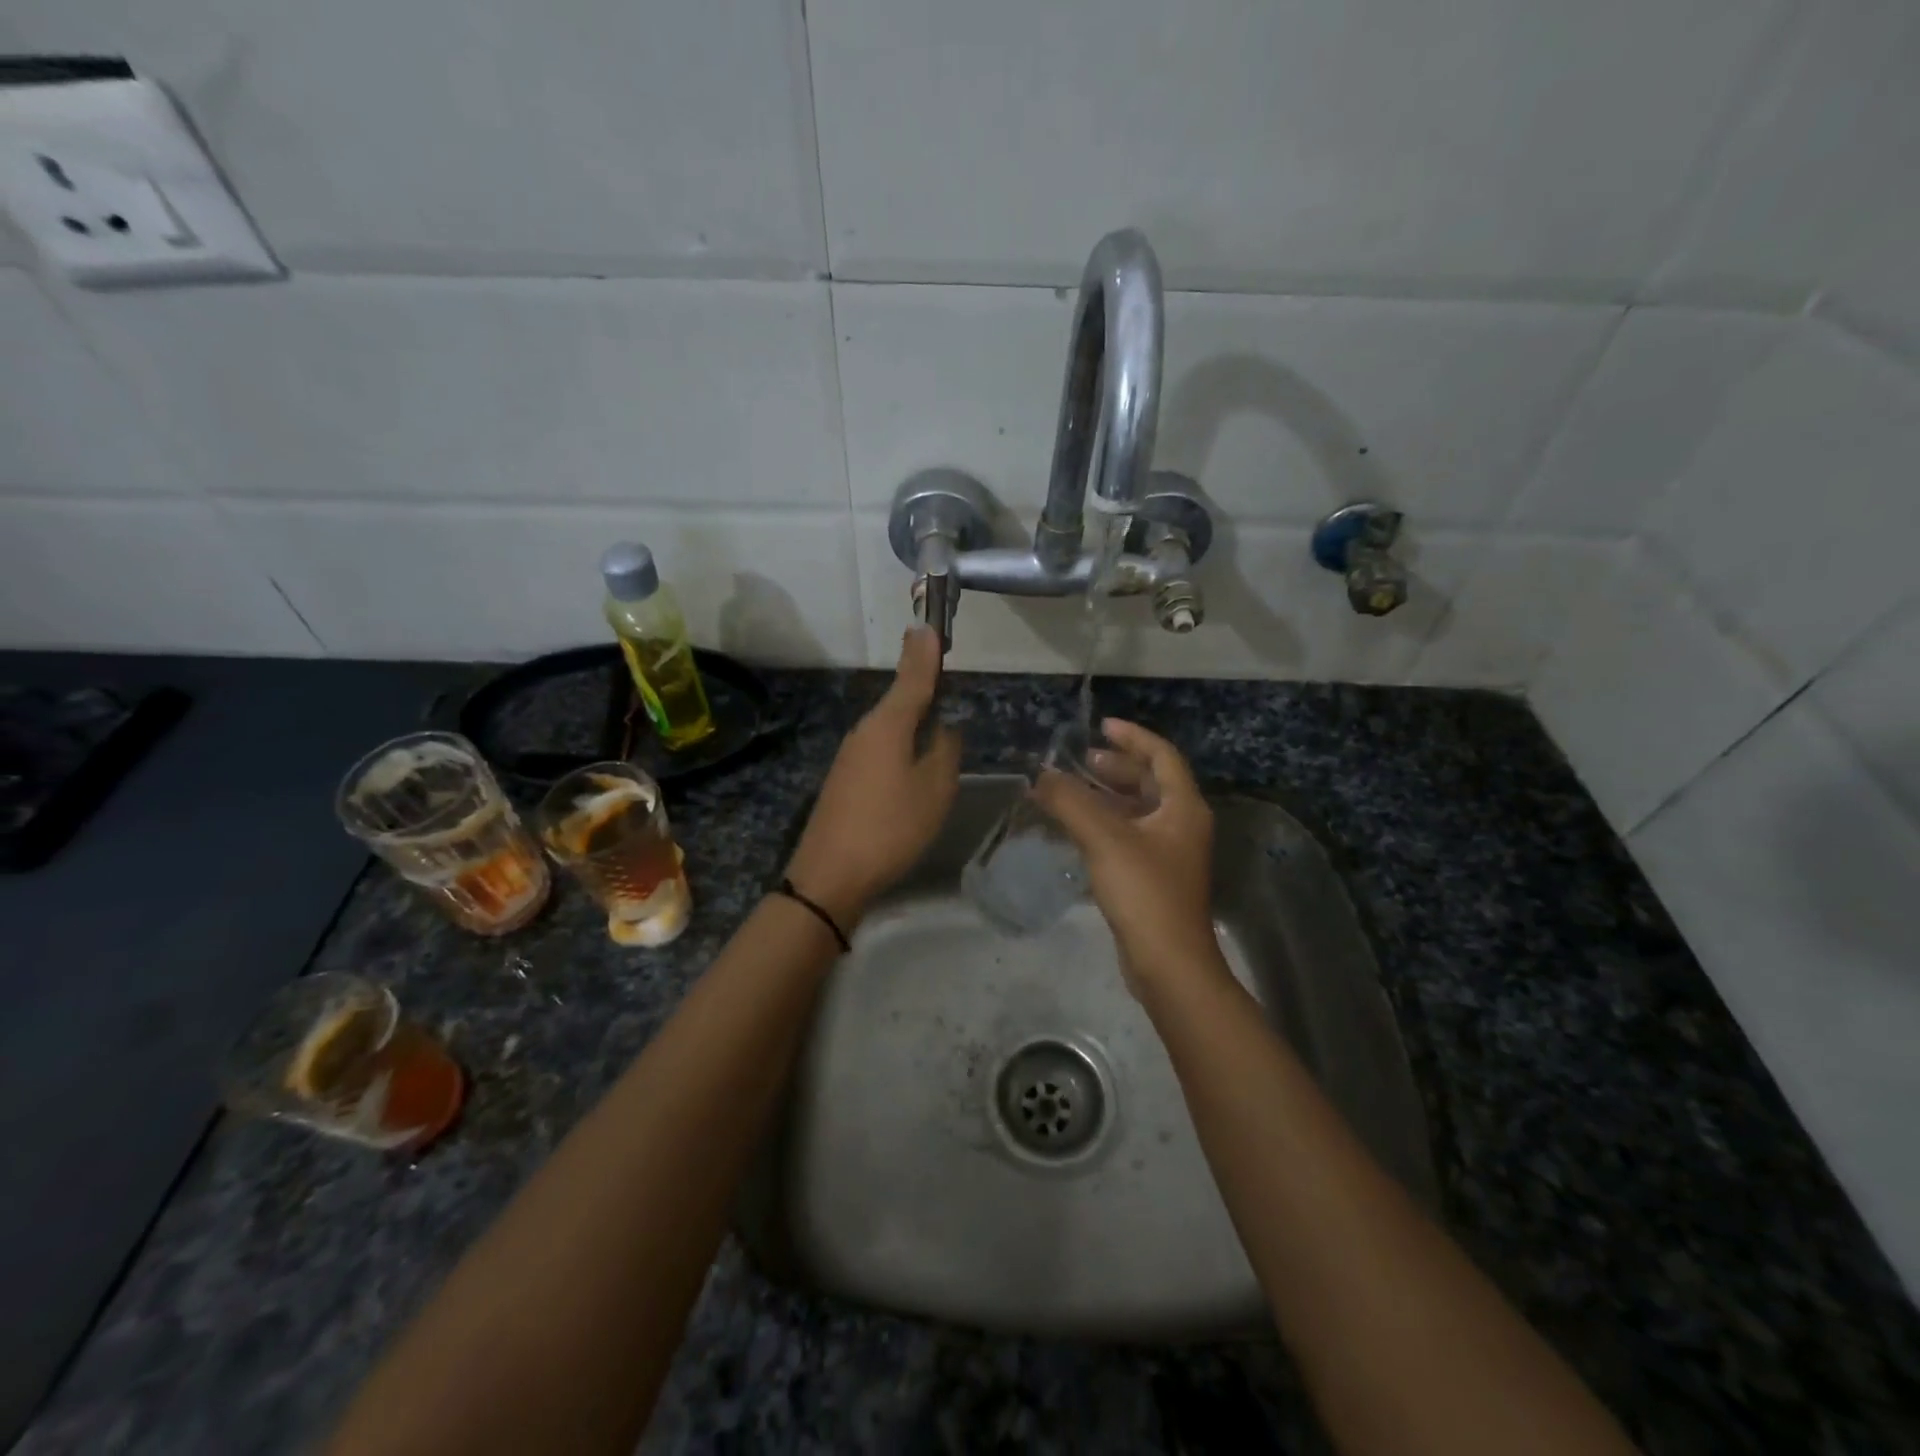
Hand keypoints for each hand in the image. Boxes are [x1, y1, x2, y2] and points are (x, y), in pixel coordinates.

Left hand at [785, 627, 959, 929]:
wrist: (830, 875)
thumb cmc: (891, 827)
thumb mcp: (935, 789)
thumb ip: (945, 749)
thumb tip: (945, 725)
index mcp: (888, 725)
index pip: (913, 677)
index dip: (925, 653)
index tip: (930, 626)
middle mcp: (865, 731)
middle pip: (900, 700)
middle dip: (923, 687)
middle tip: (945, 674)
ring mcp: (850, 756)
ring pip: (890, 727)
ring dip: (913, 720)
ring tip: (938, 723)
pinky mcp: (844, 779)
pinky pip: (880, 750)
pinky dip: (900, 746)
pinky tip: (912, 767)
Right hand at [1031, 718, 1221, 993]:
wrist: (1168, 963)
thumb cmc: (1144, 892)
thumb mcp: (1104, 839)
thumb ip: (1070, 802)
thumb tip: (1041, 775)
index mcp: (1183, 807)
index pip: (1162, 756)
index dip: (1132, 737)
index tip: (1100, 727)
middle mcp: (1182, 825)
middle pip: (1151, 782)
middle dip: (1116, 767)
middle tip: (1080, 761)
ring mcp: (1170, 853)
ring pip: (1138, 810)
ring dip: (1106, 796)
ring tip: (1071, 790)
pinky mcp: (1154, 877)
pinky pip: (1129, 836)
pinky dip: (1104, 824)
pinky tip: (1076, 828)